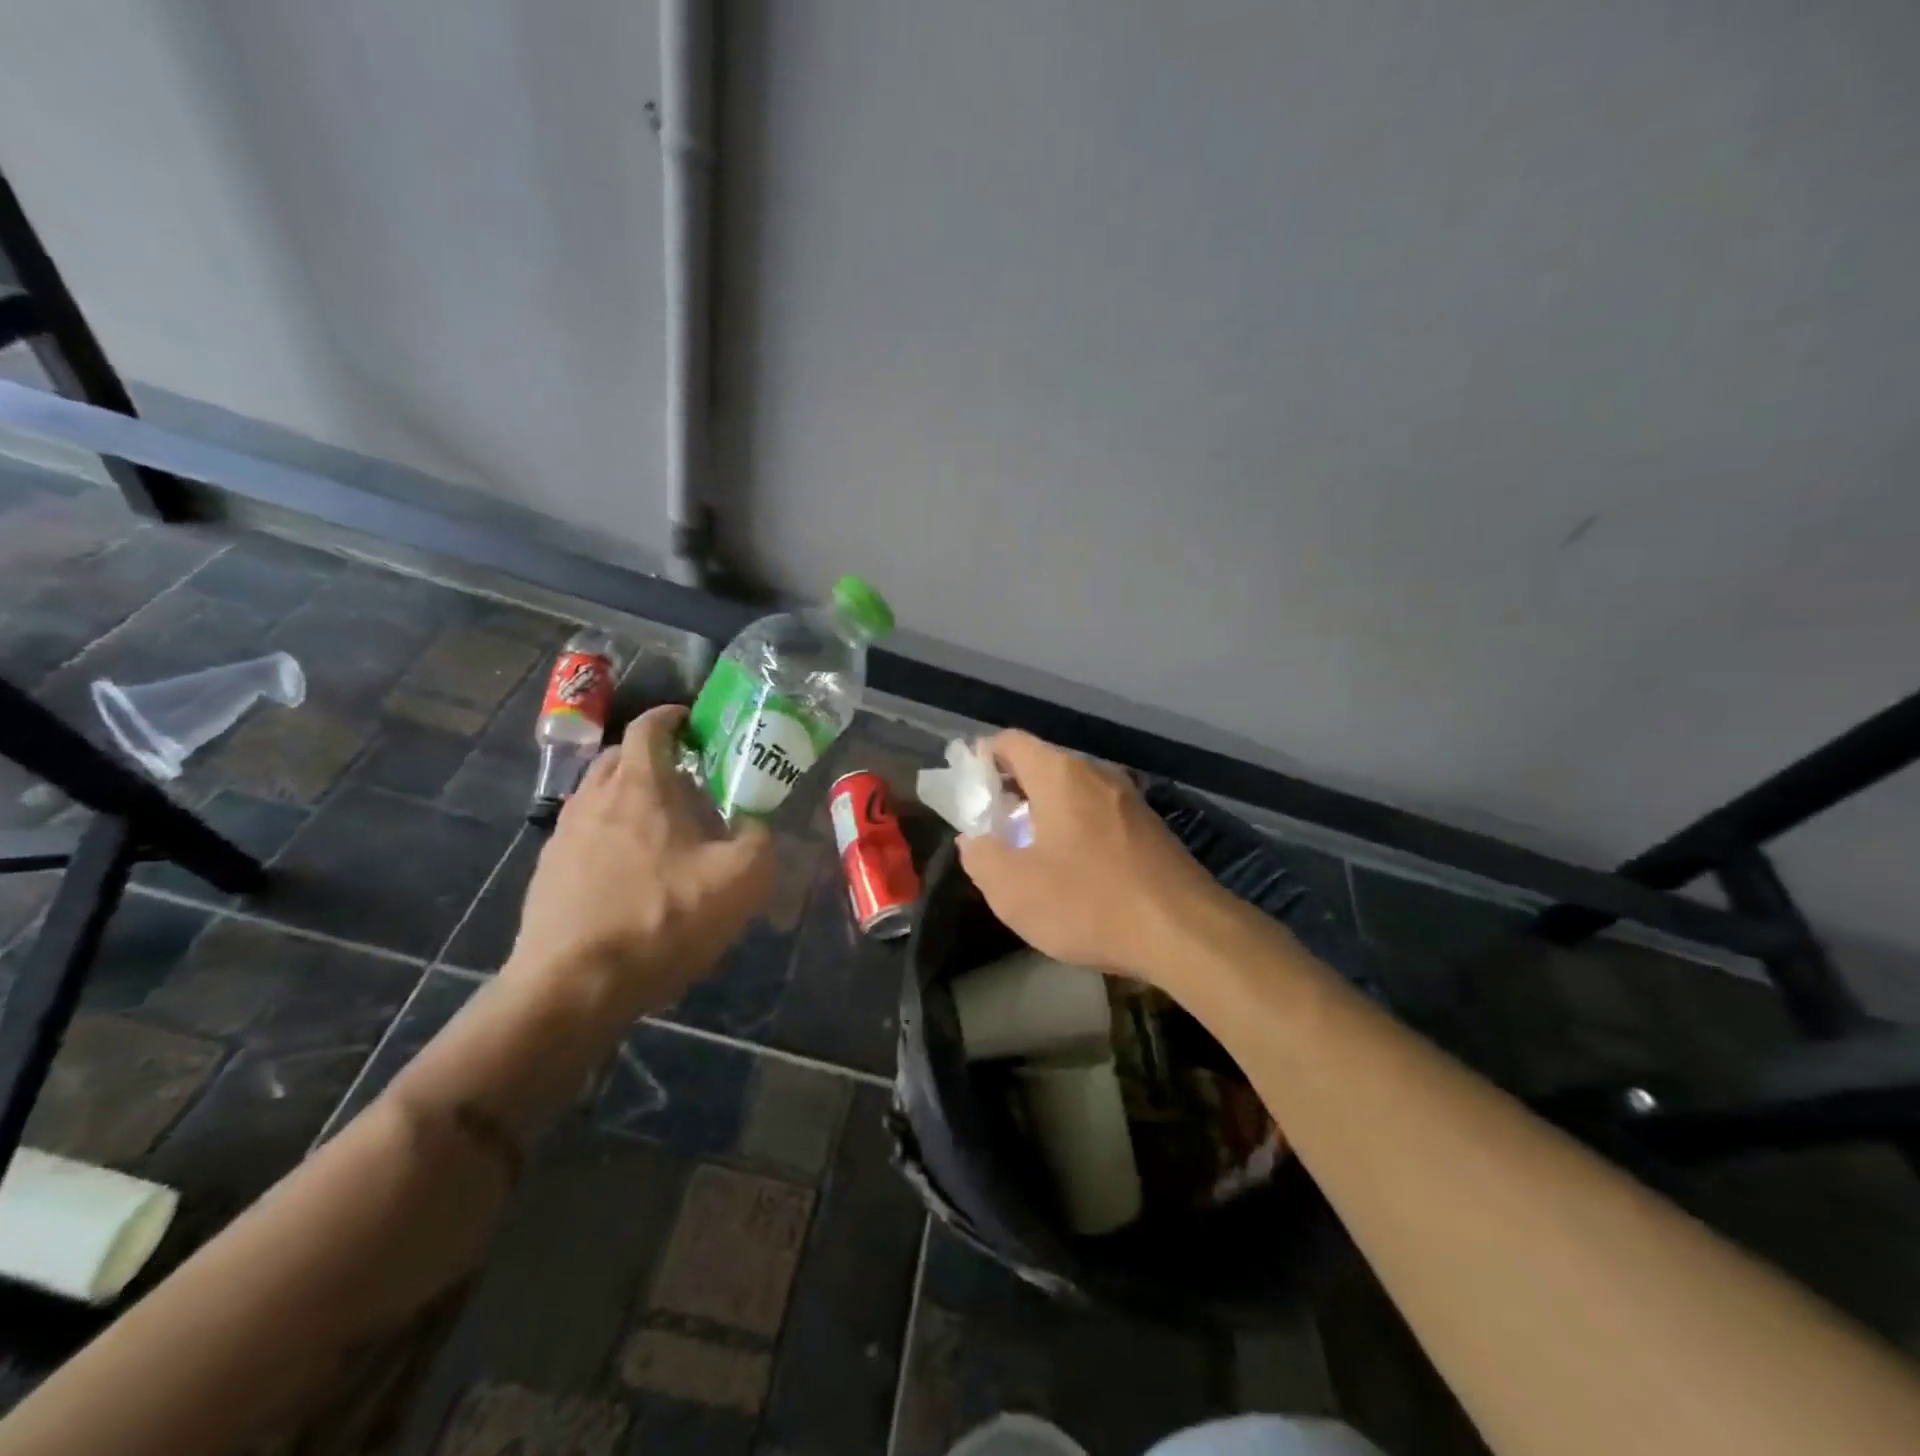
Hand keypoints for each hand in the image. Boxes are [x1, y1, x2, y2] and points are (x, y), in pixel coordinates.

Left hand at [505, 705, 773, 1020]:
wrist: (573, 987)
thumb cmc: (661, 919)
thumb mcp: (740, 881)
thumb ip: (759, 841)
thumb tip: (755, 826)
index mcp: (640, 786)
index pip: (649, 726)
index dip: (672, 717)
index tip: (694, 725)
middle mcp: (595, 798)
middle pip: (618, 757)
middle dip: (651, 758)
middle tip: (686, 781)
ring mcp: (564, 836)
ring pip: (598, 796)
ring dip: (627, 798)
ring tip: (660, 829)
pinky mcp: (547, 874)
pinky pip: (583, 836)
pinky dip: (608, 837)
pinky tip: (629, 875)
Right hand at [956, 730, 1229, 982]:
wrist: (1187, 933)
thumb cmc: (1089, 903)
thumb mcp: (1014, 890)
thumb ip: (981, 857)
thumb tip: (975, 839)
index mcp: (1060, 774)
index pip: (1010, 741)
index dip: (980, 759)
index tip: (967, 792)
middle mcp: (1097, 774)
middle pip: (1042, 765)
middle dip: (1010, 792)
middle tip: (991, 829)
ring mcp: (1129, 799)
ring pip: (1072, 792)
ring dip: (1044, 813)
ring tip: (1029, 853)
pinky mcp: (1150, 827)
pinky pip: (1098, 814)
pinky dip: (1075, 829)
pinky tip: (1074, 870)